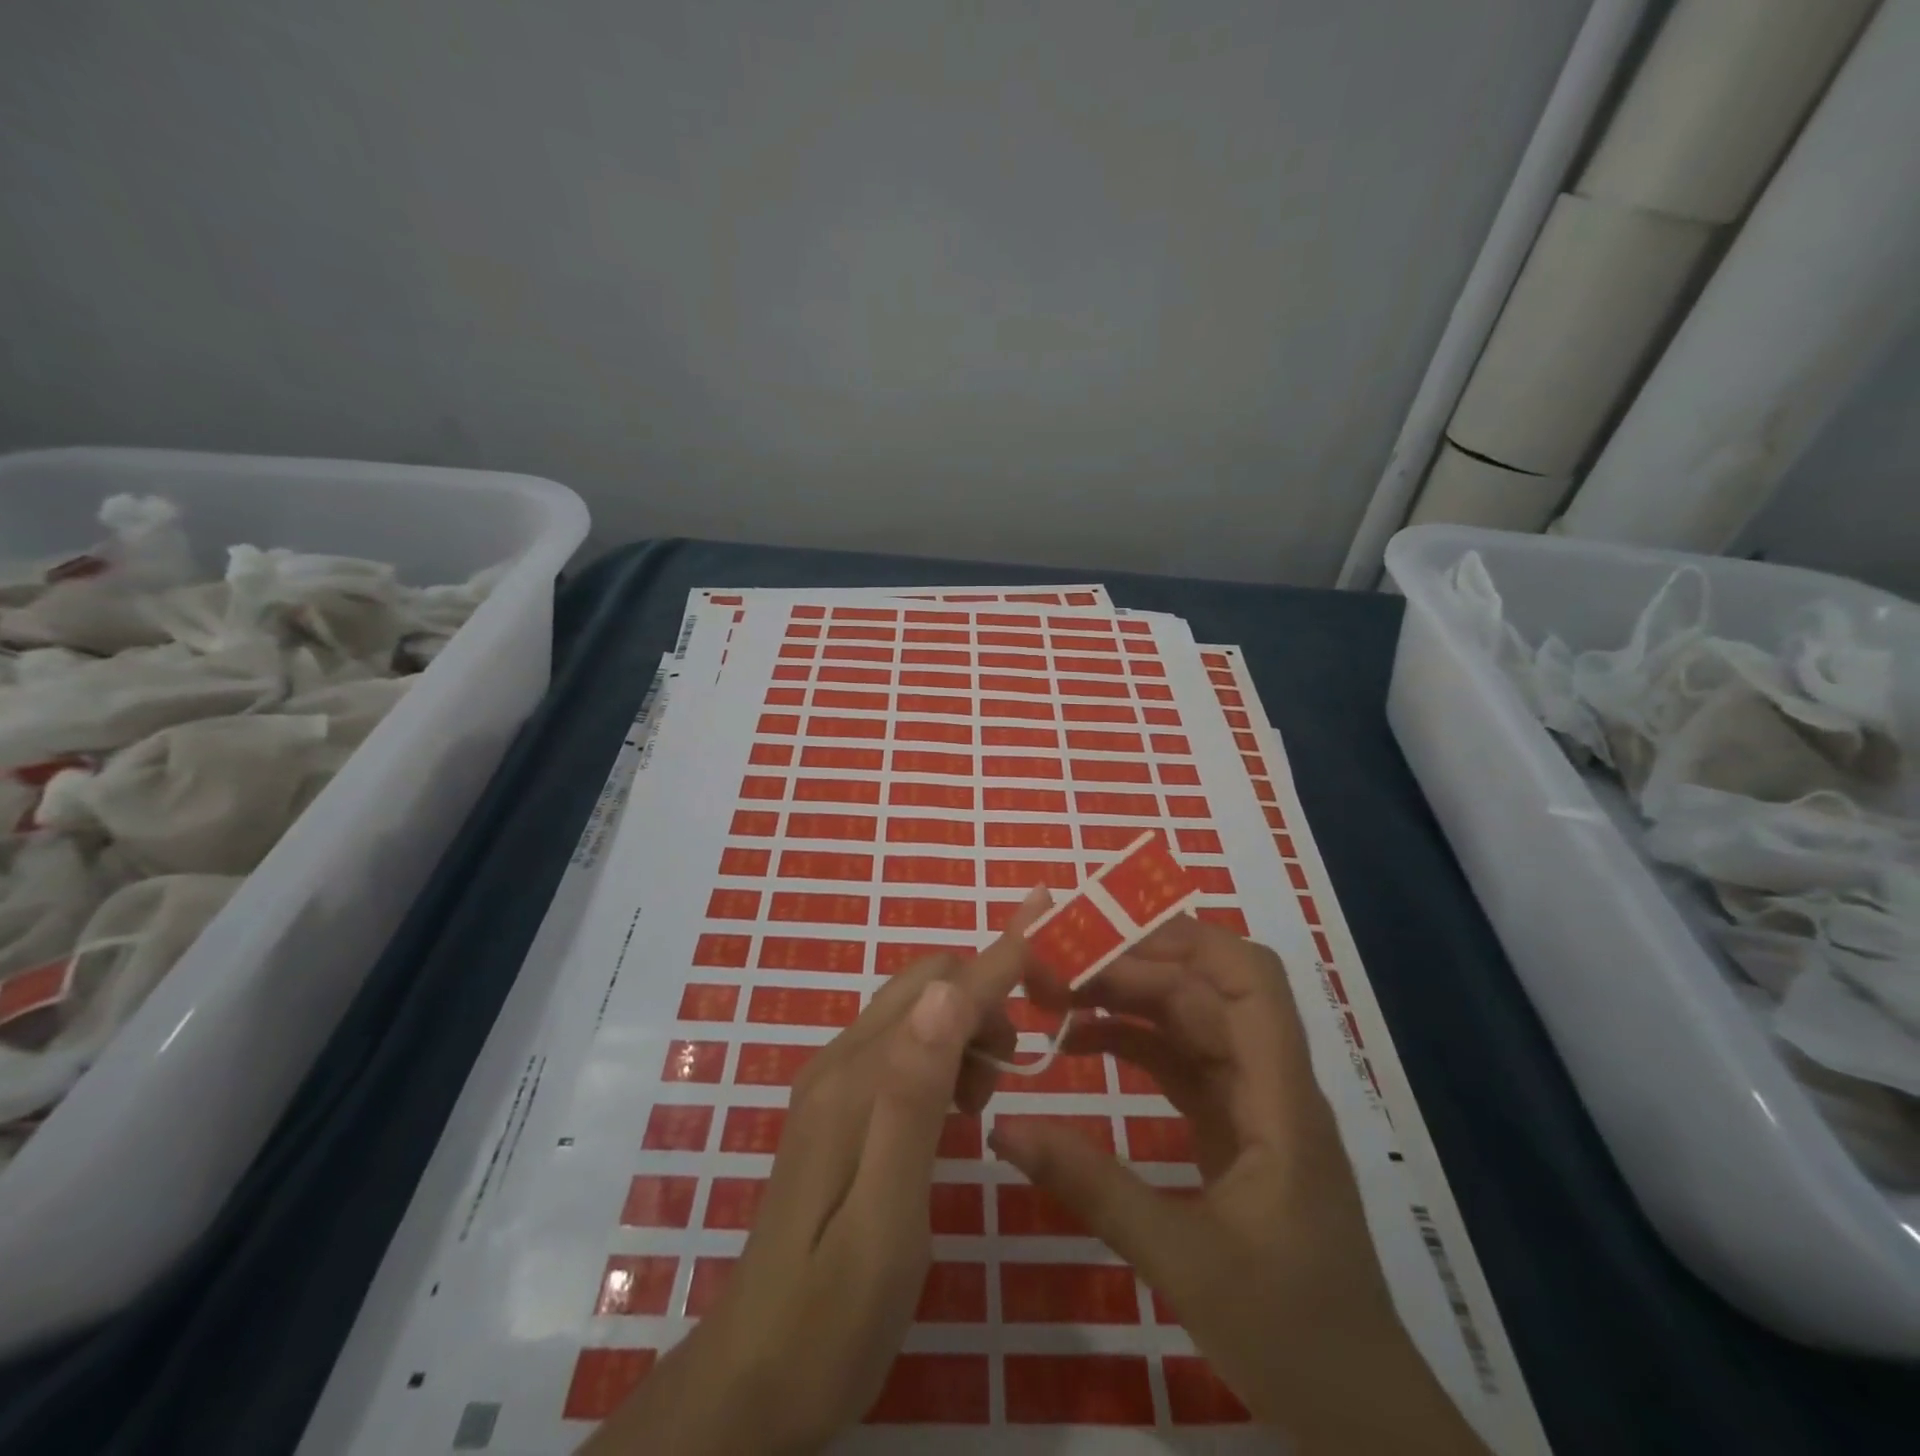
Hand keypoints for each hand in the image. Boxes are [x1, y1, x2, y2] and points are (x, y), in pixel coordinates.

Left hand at [583, 890, 1049, 1455]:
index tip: (1055, 926)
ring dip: (965, 1028)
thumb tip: (948, 991)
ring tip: (987, 1098)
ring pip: (915, 1012)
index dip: (1003, 957)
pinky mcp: (835, 1108)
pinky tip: (955, 1111)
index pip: (943, 990)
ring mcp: (832, 1083)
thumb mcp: (887, 1217)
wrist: (751, 1382)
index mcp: (858, 1081)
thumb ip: (914, 1098)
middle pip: (926, 984)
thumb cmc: (833, 1317)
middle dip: (986, 996)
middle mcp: (840, 1062)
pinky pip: (900, 1046)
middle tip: (1022, 1061)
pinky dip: (943, 1054)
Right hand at [993, 915, 1487, 1455]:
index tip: (1108, 937)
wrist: (1362, 1420)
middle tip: (1052, 972)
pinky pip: (1178, 1063)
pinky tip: (1080, 1044)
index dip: (1185, 941)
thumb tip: (1004, 1130)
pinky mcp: (1231, 1130)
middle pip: (1203, 992)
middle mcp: (1268, 1083)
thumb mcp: (1184, 1262)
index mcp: (1279, 1097)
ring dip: (1125, 1000)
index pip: (1249, 980)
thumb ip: (1092, 1188)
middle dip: (1129, 969)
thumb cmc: (1294, 1337)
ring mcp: (1250, 1106)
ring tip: (1054, 997)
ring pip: (1188, 1021)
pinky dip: (1131, 1043)